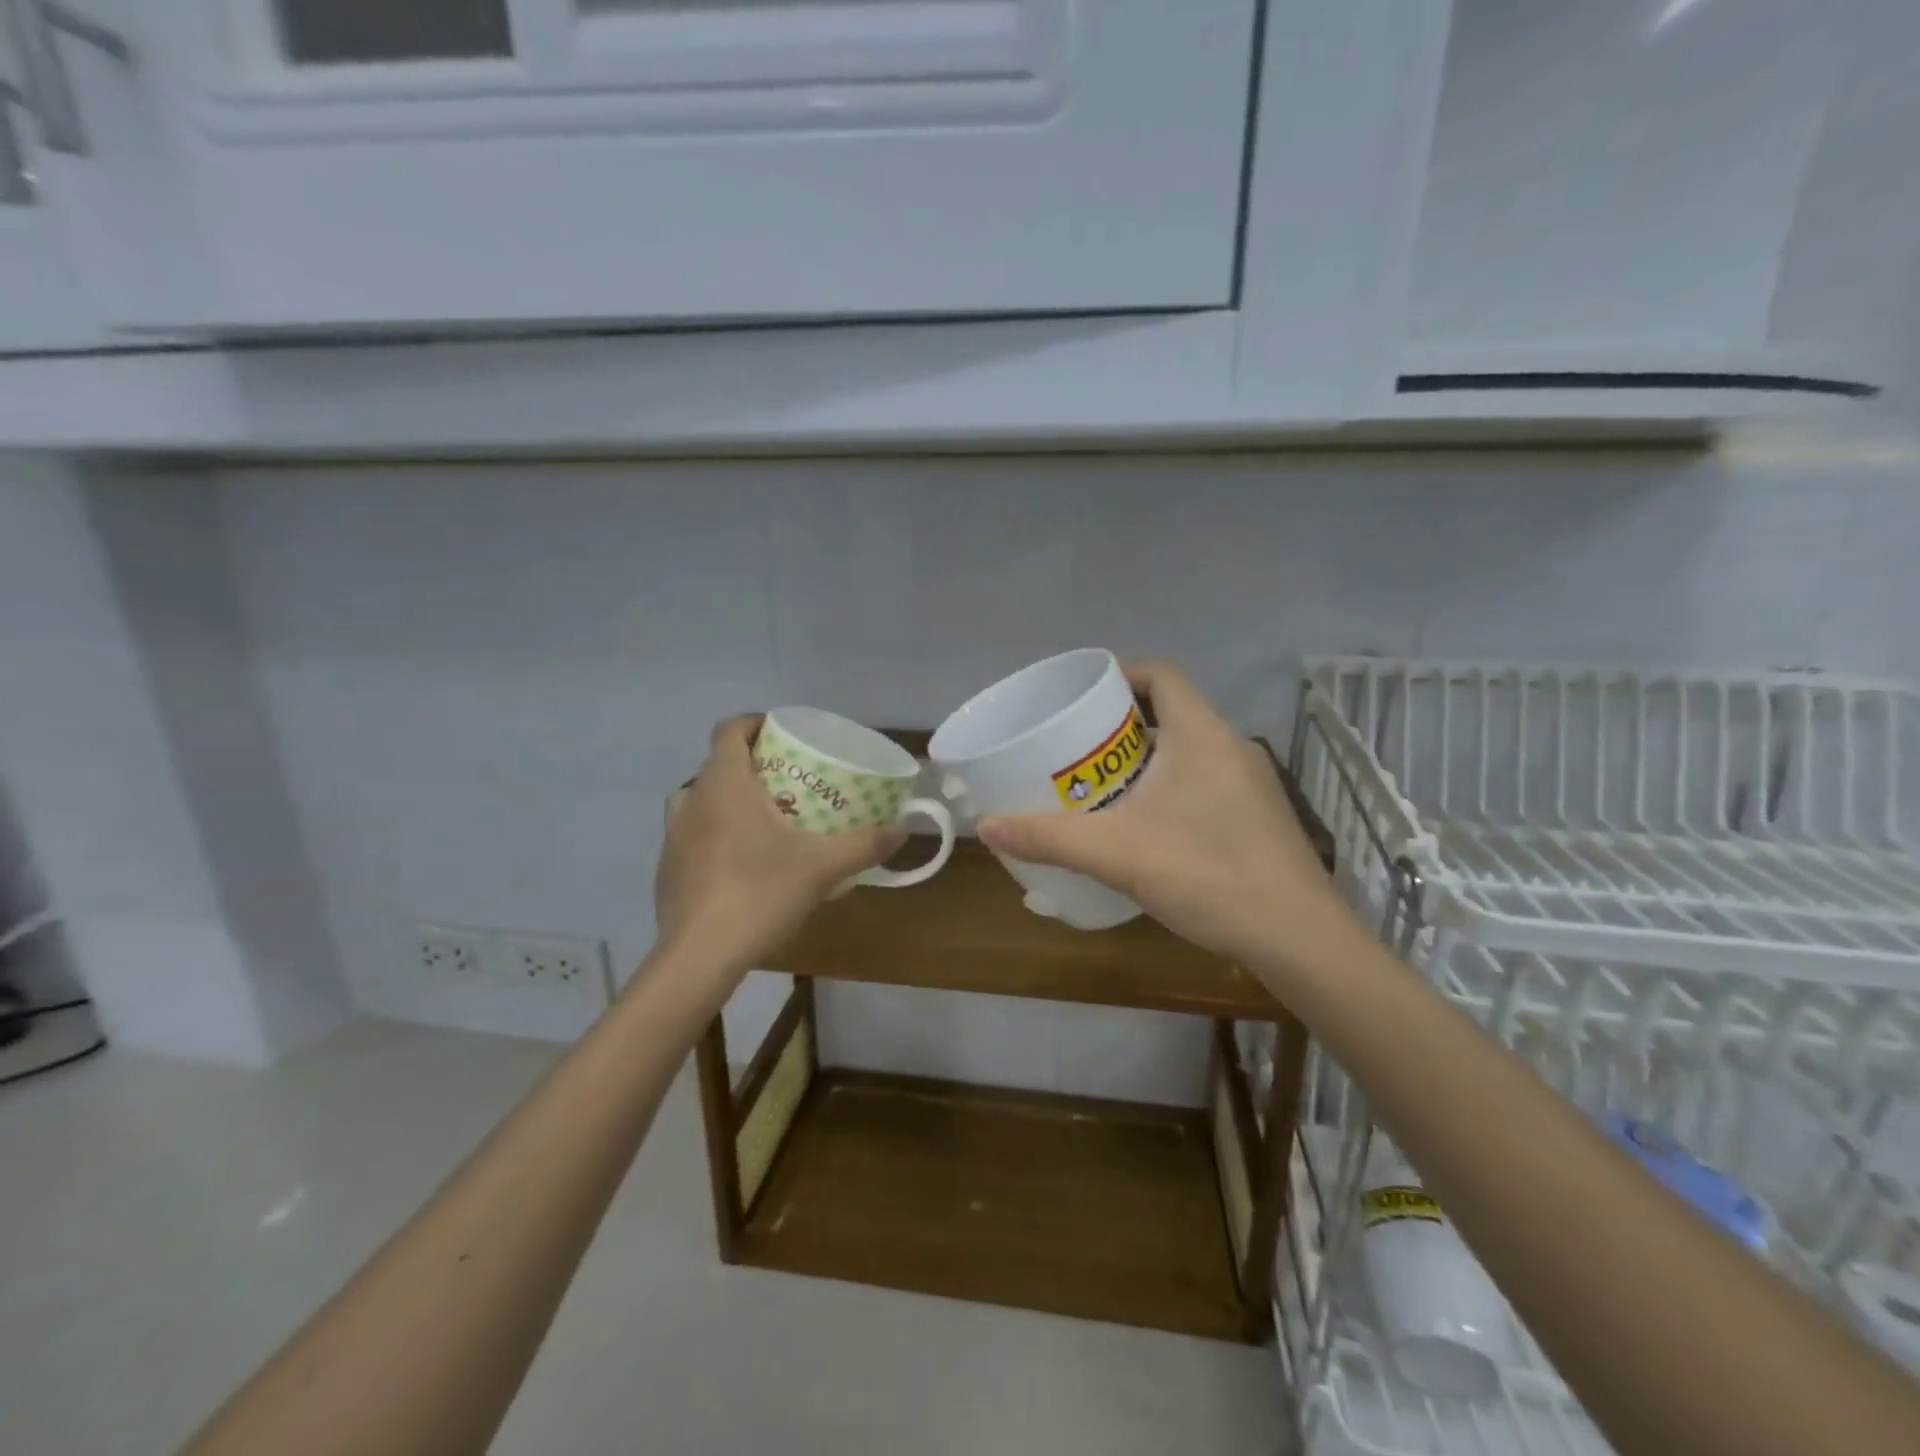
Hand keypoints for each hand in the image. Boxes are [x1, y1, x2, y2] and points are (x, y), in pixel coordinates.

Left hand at [654, 716, 906, 983]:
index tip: (782, 735)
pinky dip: (716, 835)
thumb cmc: (760, 893)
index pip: (729, 729)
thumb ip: (864, 844)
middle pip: (718, 765)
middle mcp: (691, 799)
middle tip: (789, 784)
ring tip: (765, 822)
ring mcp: (672, 836)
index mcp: (724, 784)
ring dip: (730, 801)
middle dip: (752, 767)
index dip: (754, 723)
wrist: (699, 957)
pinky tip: (742, 866)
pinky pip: (693, 835)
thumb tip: (903, 830)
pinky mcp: (666, 869)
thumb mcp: (823, 867)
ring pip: (701, 801)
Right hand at [977, 661, 1349, 975]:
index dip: (1121, 673)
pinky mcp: (1258, 818)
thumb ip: (1048, 837)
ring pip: (1188, 752)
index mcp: (1201, 734)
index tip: (1081, 696)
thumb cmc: (1207, 874)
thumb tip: (986, 827)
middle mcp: (1230, 747)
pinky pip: (1203, 783)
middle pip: (1170, 713)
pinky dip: (1169, 789)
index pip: (1161, 674)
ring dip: (1145, 761)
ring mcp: (1250, 784)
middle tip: (1075, 749)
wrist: (1298, 939)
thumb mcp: (1116, 854)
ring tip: (1100, 788)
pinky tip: (1145, 828)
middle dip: (1121, 725)